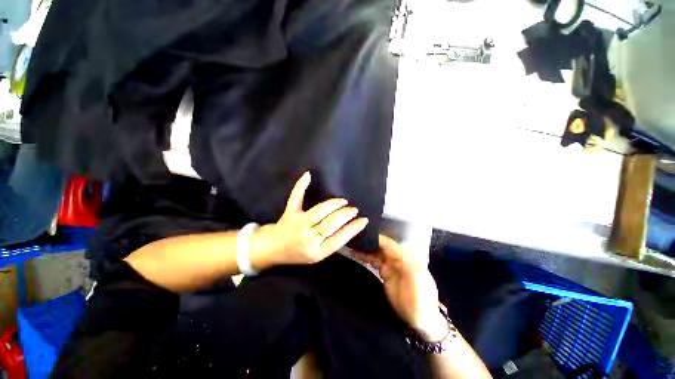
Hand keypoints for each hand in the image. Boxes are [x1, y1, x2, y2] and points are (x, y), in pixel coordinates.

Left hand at [250, 172, 368, 268]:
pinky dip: (302, 185)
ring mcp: (298, 224)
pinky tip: (309, 175)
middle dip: (345, 214)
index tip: (363, 220)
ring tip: (343, 202)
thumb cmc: (297, 254)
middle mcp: (308, 238)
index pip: (339, 238)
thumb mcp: (317, 256)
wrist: (272, 249)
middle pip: (331, 223)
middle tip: (354, 209)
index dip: (353, 228)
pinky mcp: (290, 213)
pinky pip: (297, 197)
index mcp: (317, 252)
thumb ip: (332, 243)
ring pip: (320, 211)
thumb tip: (349, 228)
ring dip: (334, 204)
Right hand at [353, 235, 447, 341]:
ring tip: (352, 243)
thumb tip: (400, 249)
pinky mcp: (385, 272)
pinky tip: (357, 254)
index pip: (391, 244)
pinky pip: (374, 261)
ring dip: (365, 248)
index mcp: (407, 257)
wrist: (419, 318)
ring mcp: (391, 265)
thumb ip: (409, 265)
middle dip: (370, 241)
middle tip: (354, 235)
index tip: (365, 234)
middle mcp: (398, 257)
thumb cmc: (422, 300)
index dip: (378, 239)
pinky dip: (365, 257)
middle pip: (382, 246)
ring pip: (376, 252)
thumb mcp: (419, 282)